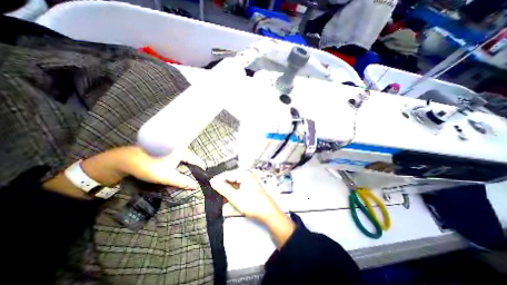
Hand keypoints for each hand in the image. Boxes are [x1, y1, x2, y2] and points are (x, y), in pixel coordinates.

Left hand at [43, 146, 204, 198]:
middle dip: (195, 169)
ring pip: (185, 158)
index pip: (197, 160)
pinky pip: (178, 158)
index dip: (201, 169)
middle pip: (191, 159)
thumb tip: (196, 186)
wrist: (124, 160)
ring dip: (187, 167)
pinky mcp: (166, 151)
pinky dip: (181, 164)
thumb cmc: (148, 166)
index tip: (204, 177)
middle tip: (197, 178)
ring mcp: (172, 149)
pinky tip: (179, 170)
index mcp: (182, 151)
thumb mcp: (166, 176)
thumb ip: (182, 181)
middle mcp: (179, 148)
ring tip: (190, 176)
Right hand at [211, 171, 297, 248]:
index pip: (228, 174)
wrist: (268, 214)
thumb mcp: (235, 197)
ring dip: (227, 192)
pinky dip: (233, 194)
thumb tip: (213, 182)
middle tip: (214, 193)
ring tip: (220, 198)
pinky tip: (228, 201)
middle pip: (231, 179)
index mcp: (244, 175)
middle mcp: (247, 176)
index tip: (210, 185)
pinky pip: (238, 189)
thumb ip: (223, 189)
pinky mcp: (250, 189)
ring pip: (234, 185)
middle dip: (223, 187)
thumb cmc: (253, 204)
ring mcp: (249, 183)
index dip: (218, 180)